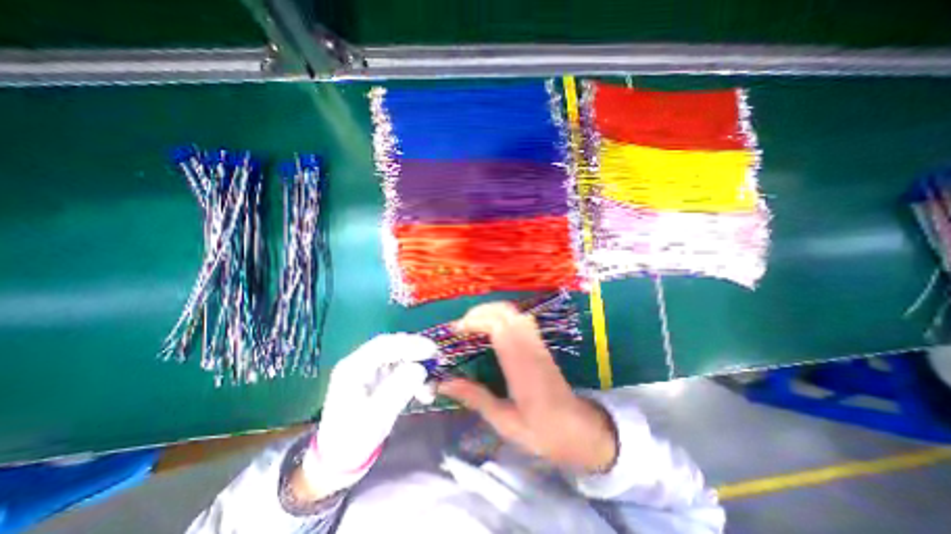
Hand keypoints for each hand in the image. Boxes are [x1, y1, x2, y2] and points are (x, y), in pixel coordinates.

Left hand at [296, 335, 436, 499]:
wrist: (341, 457)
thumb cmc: (353, 439)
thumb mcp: (376, 417)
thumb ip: (398, 390)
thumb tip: (420, 368)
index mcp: (353, 367)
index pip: (384, 345)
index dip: (409, 344)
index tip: (432, 351)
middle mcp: (362, 362)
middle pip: (393, 345)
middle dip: (417, 351)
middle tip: (437, 359)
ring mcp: (371, 368)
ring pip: (400, 355)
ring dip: (419, 366)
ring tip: (430, 387)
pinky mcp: (381, 376)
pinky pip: (402, 367)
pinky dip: (416, 376)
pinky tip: (424, 393)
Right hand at [436, 303, 617, 472]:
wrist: (581, 430)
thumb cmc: (543, 431)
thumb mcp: (506, 423)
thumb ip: (476, 398)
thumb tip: (444, 384)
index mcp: (521, 366)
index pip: (499, 328)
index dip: (476, 322)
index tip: (456, 330)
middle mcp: (530, 348)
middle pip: (505, 313)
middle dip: (479, 312)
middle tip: (460, 327)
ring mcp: (538, 343)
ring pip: (514, 312)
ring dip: (491, 311)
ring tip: (472, 325)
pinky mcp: (541, 344)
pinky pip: (520, 319)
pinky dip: (502, 315)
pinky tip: (492, 328)